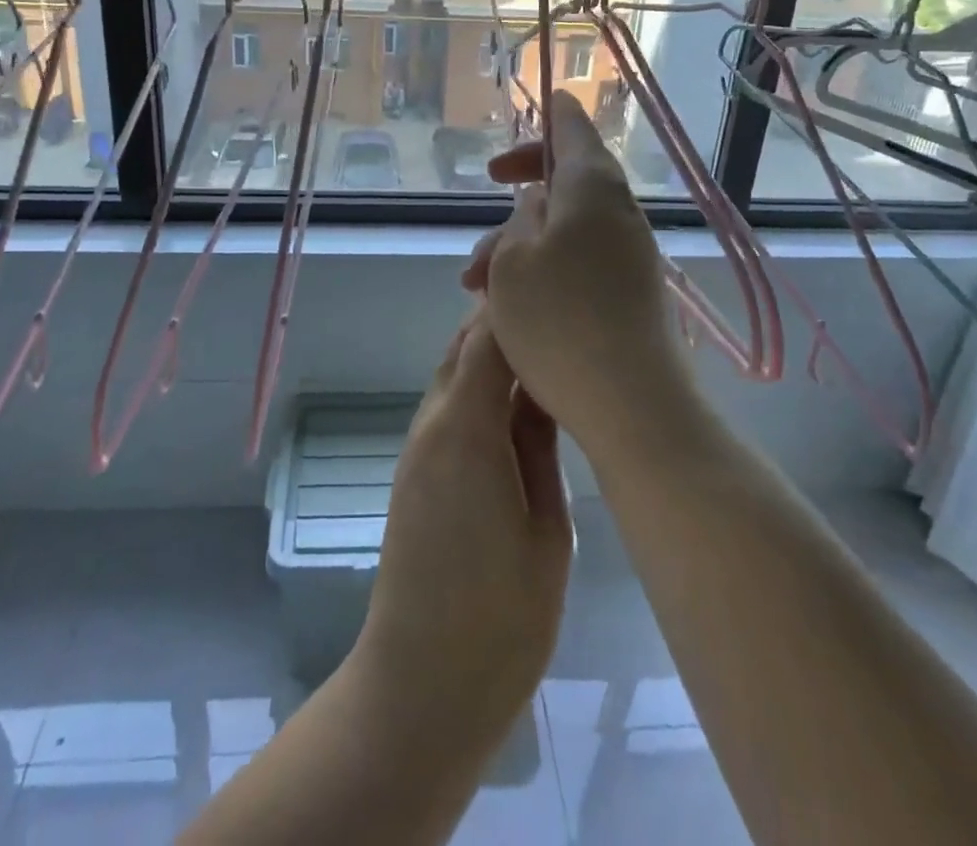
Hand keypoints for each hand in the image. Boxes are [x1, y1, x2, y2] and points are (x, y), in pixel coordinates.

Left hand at [356, 312, 571, 740]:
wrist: (422, 686)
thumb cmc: (501, 618)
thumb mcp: (547, 528)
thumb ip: (541, 445)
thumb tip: (543, 388)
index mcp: (465, 428)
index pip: (487, 338)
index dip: (519, 308)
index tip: (561, 291)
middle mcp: (432, 423)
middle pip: (463, 346)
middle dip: (505, 322)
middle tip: (560, 315)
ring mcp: (418, 446)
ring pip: (453, 373)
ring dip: (490, 353)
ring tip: (547, 350)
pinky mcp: (415, 470)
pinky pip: (448, 405)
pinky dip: (477, 385)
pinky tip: (516, 400)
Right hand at [462, 92, 702, 466]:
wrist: (633, 404)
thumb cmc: (560, 321)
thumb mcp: (514, 260)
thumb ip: (520, 219)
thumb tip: (539, 202)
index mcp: (593, 187)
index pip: (574, 127)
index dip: (551, 113)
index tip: (537, 102)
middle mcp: (620, 212)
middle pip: (569, 177)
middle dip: (522, 188)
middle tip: (488, 191)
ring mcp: (630, 254)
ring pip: (569, 226)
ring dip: (522, 240)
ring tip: (476, 282)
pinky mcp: (631, 292)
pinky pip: (582, 259)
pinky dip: (546, 265)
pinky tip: (513, 302)